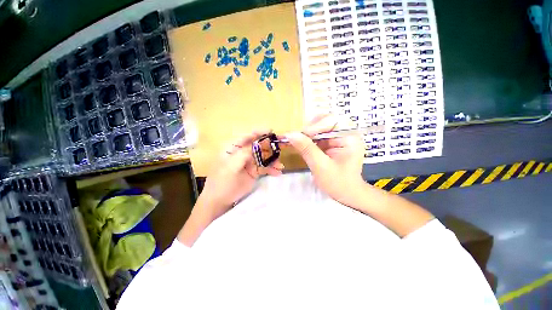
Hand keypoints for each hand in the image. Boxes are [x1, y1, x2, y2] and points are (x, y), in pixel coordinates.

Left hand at [178, 130, 283, 245]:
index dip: (259, 133)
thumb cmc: (222, 182)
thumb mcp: (231, 166)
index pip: (247, 137)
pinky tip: (278, 172)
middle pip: (258, 146)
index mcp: (233, 148)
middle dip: (269, 146)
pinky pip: (265, 167)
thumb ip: (244, 154)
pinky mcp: (254, 171)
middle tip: (281, 147)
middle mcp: (242, 153)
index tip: (271, 131)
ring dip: (272, 160)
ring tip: (280, 165)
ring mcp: (249, 162)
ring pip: (263, 157)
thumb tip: (258, 144)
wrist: (220, 201)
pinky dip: (271, 169)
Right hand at [284, 115, 365, 206]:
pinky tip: (300, 143)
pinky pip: (318, 135)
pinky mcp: (332, 143)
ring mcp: (339, 137)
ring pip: (320, 127)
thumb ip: (306, 149)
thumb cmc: (337, 183)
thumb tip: (290, 134)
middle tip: (297, 137)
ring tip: (297, 140)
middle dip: (309, 128)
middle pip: (325, 120)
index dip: (314, 127)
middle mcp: (346, 133)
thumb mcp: (320, 166)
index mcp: (349, 137)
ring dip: (307, 132)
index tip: (299, 136)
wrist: (346, 193)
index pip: (331, 121)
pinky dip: (308, 138)